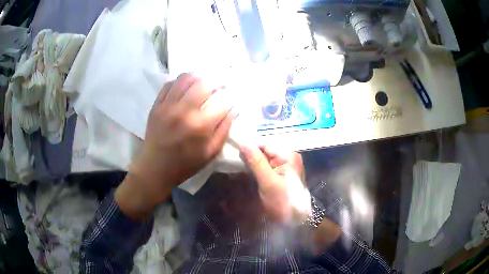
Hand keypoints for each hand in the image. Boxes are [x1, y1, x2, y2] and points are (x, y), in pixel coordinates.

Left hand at [116, 73, 235, 219]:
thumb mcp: (211, 152)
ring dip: (199, 76)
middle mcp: (184, 111)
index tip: (233, 96)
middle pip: (205, 83)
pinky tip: (186, 85)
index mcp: (200, 126)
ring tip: (205, 81)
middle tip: (222, 84)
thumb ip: (224, 129)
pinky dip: (180, 81)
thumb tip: (234, 108)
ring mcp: (167, 106)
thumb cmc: (186, 163)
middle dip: (218, 80)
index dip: (231, 96)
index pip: (223, 101)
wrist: (155, 168)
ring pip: (186, 78)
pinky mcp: (156, 105)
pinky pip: (169, 84)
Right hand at [239, 145, 310, 223]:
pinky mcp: (281, 176)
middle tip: (236, 167)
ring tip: (240, 173)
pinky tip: (249, 177)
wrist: (296, 220)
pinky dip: (257, 172)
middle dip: (250, 159)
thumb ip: (256, 162)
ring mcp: (285, 167)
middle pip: (263, 152)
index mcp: (288, 156)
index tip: (235, 157)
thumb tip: (243, 143)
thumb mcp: (268, 182)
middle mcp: (287, 158)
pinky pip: (266, 169)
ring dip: (252, 166)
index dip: (249, 149)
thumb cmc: (283, 202)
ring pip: (263, 161)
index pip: (264, 145)